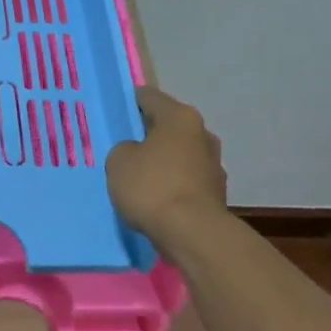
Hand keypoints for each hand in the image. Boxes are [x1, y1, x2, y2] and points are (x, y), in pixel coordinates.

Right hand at [107, 87, 227, 237]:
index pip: (149, 97)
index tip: (114, 112)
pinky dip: (172, 185)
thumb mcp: (119, 161)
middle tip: (124, 147)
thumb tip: (137, 153)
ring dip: (163, 161)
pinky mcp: (216, 193)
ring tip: (139, 177)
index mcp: (180, 117)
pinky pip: (186, 181)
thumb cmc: (152, 187)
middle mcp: (202, 135)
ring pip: (179, 155)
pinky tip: (155, 199)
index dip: (129, 102)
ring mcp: (214, 165)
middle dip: (148, 134)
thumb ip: (125, 149)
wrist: (192, 234)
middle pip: (168, 127)